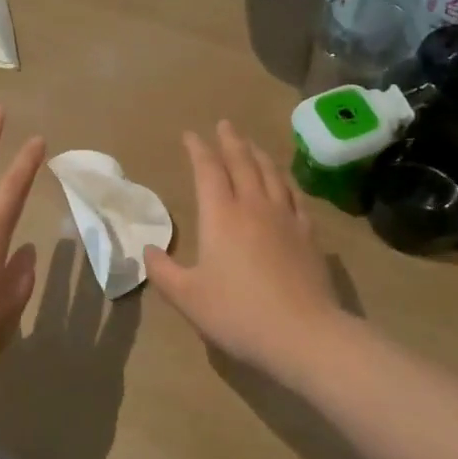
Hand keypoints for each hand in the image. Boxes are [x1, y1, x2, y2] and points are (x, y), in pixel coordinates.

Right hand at [143, 121, 352, 383]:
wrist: (304, 334)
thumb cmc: (238, 313)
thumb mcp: (187, 297)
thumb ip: (163, 271)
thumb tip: (148, 250)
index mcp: (220, 216)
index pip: (207, 170)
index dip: (197, 149)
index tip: (190, 135)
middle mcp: (253, 206)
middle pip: (242, 162)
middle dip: (230, 141)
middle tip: (224, 124)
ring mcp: (286, 218)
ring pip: (271, 174)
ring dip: (258, 154)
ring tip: (251, 145)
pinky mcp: (309, 235)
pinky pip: (295, 196)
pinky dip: (285, 181)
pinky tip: (284, 183)